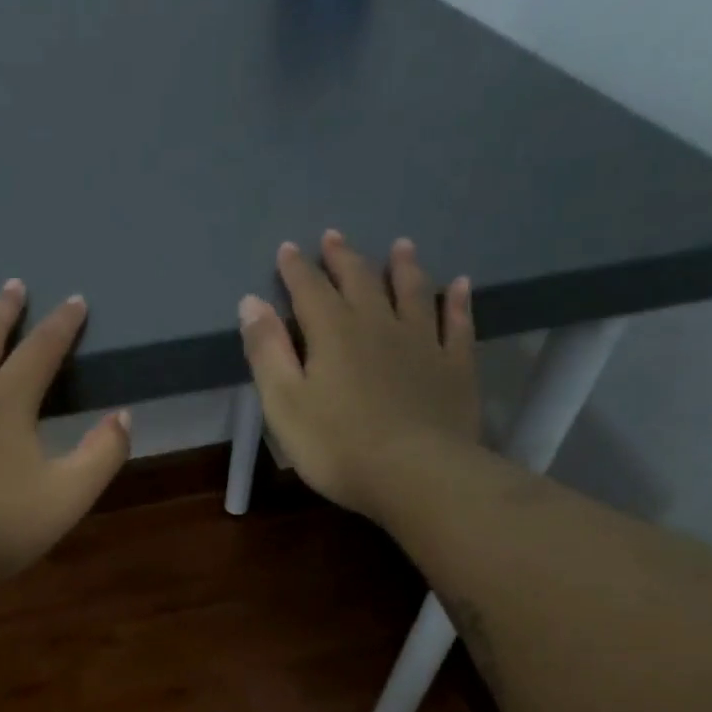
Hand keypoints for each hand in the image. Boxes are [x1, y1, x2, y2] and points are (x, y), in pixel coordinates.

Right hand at [238, 231, 479, 525]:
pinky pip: (457, 324)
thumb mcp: (284, 403)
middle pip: (360, 281)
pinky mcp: (454, 366)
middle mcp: (378, 324)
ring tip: (400, 246)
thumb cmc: (337, 445)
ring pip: (412, 292)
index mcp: (332, 333)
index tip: (288, 248)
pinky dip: (456, 302)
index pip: (309, 290)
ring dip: (403, 268)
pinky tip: (460, 285)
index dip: (296, 269)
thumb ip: (267, 352)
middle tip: (334, 237)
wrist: (415, 474)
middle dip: (343, 258)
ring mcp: (422, 342)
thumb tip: (251, 302)